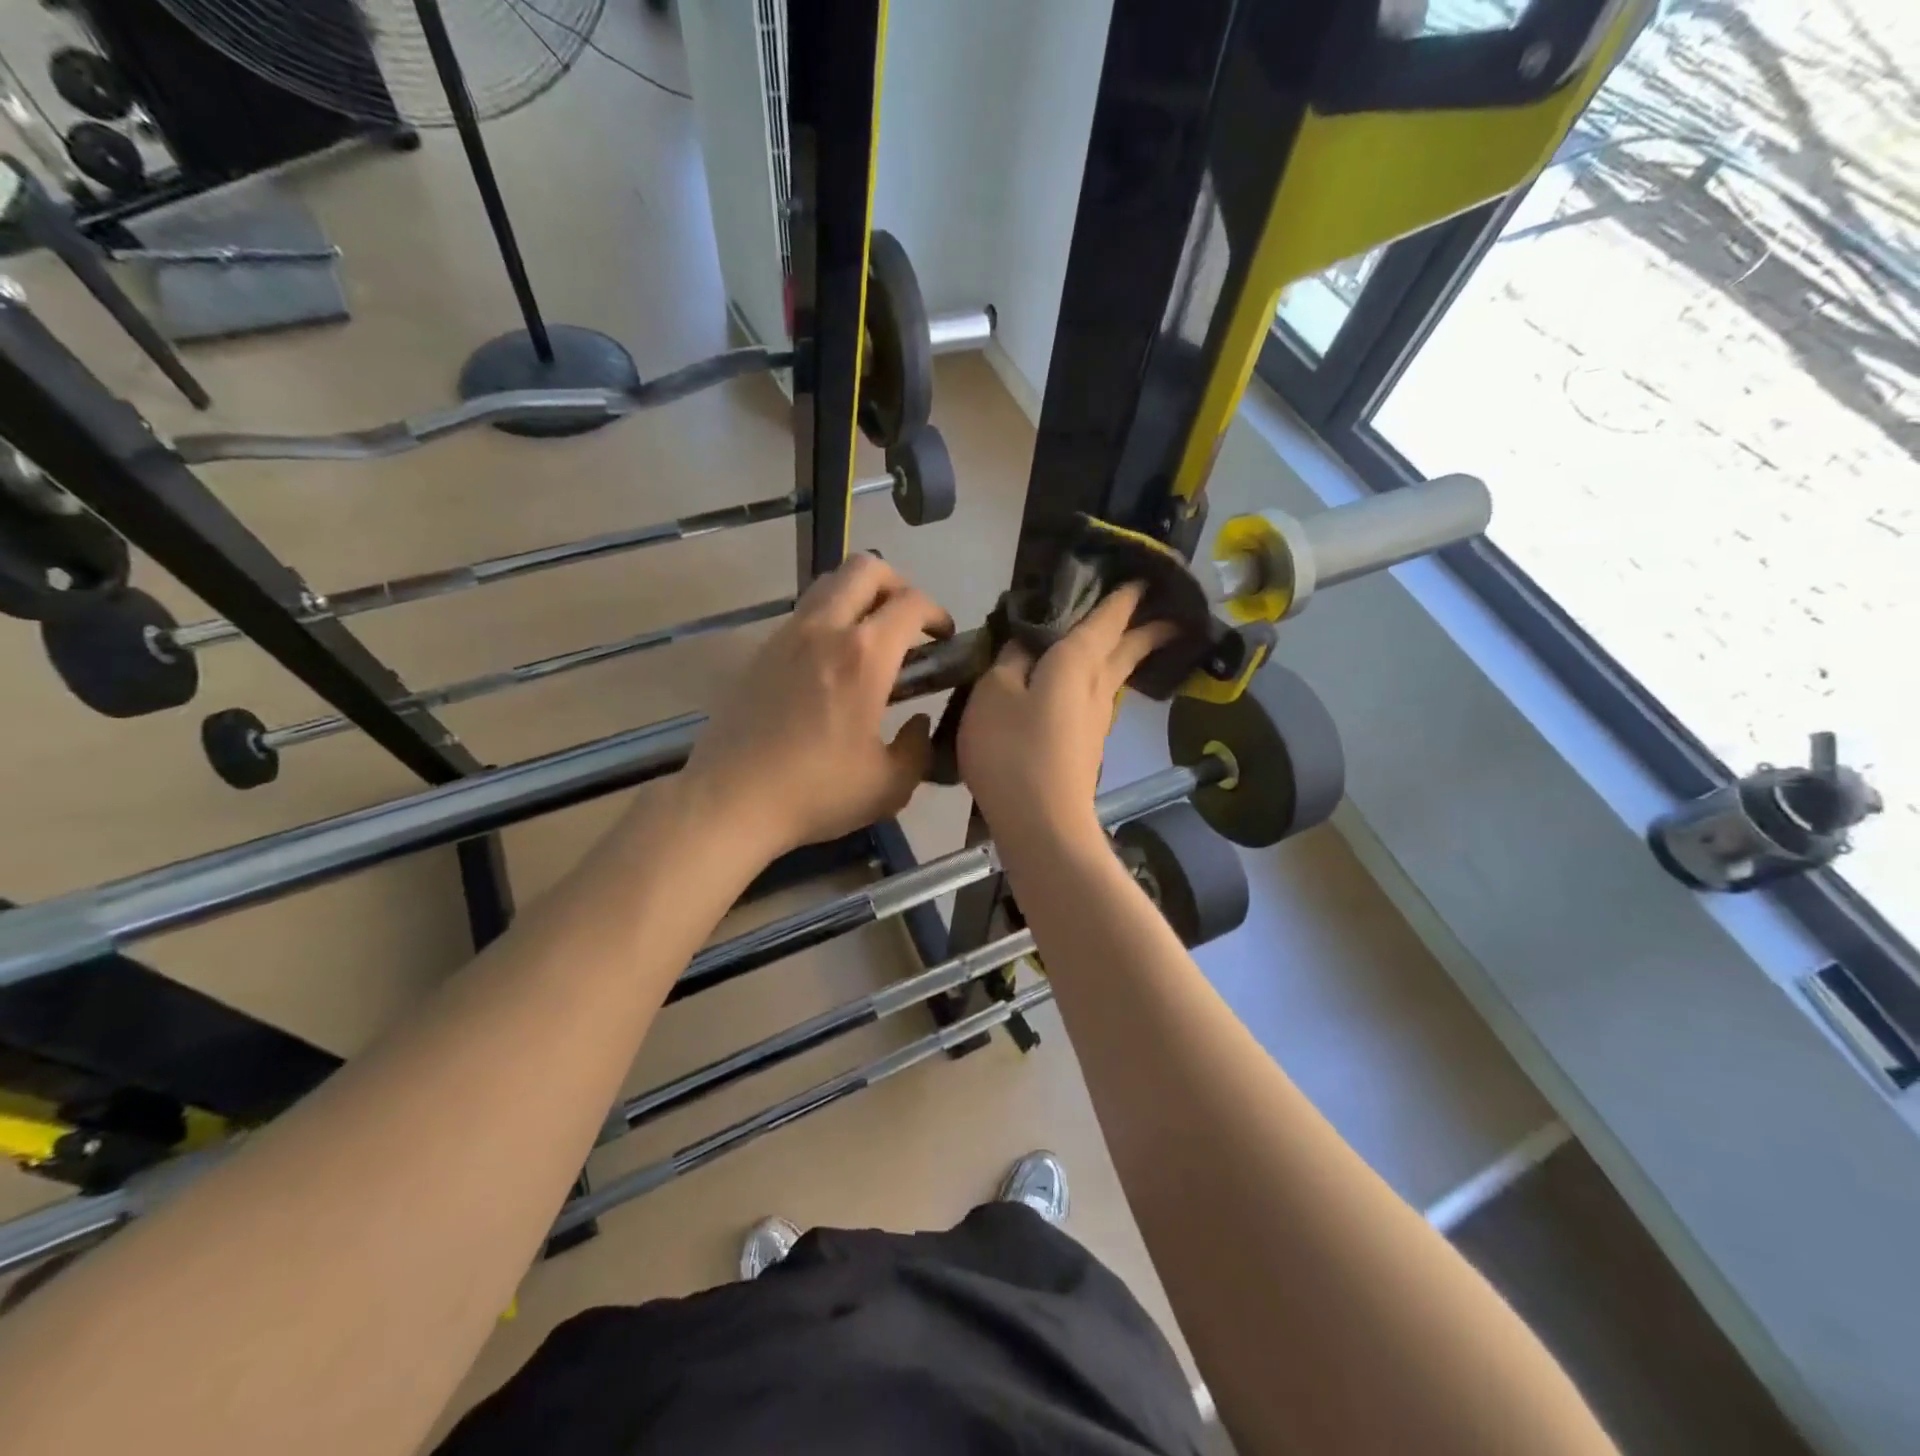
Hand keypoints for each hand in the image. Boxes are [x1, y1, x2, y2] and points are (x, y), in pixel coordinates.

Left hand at [683, 554, 953, 859]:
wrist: (730, 801)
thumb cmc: (816, 793)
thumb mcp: (890, 785)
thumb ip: (918, 748)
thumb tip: (918, 723)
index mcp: (864, 656)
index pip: (911, 603)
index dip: (937, 614)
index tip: (944, 639)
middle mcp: (824, 629)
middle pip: (866, 568)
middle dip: (898, 585)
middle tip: (907, 624)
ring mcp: (786, 636)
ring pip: (829, 583)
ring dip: (859, 597)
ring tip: (871, 640)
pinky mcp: (760, 652)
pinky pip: (803, 614)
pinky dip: (828, 620)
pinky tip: (831, 666)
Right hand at [958, 583, 1170, 845]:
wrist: (1041, 822)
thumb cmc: (1013, 751)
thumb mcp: (994, 694)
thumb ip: (1009, 661)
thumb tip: (1026, 641)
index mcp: (1076, 662)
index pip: (1107, 617)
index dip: (1124, 595)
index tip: (1145, 576)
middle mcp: (1097, 685)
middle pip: (1128, 647)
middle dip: (1146, 626)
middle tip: (1167, 609)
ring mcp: (1097, 719)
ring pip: (1116, 674)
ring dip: (1128, 652)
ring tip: (1129, 639)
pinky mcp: (1088, 745)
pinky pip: (1099, 697)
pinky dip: (1101, 679)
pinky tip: (1088, 686)